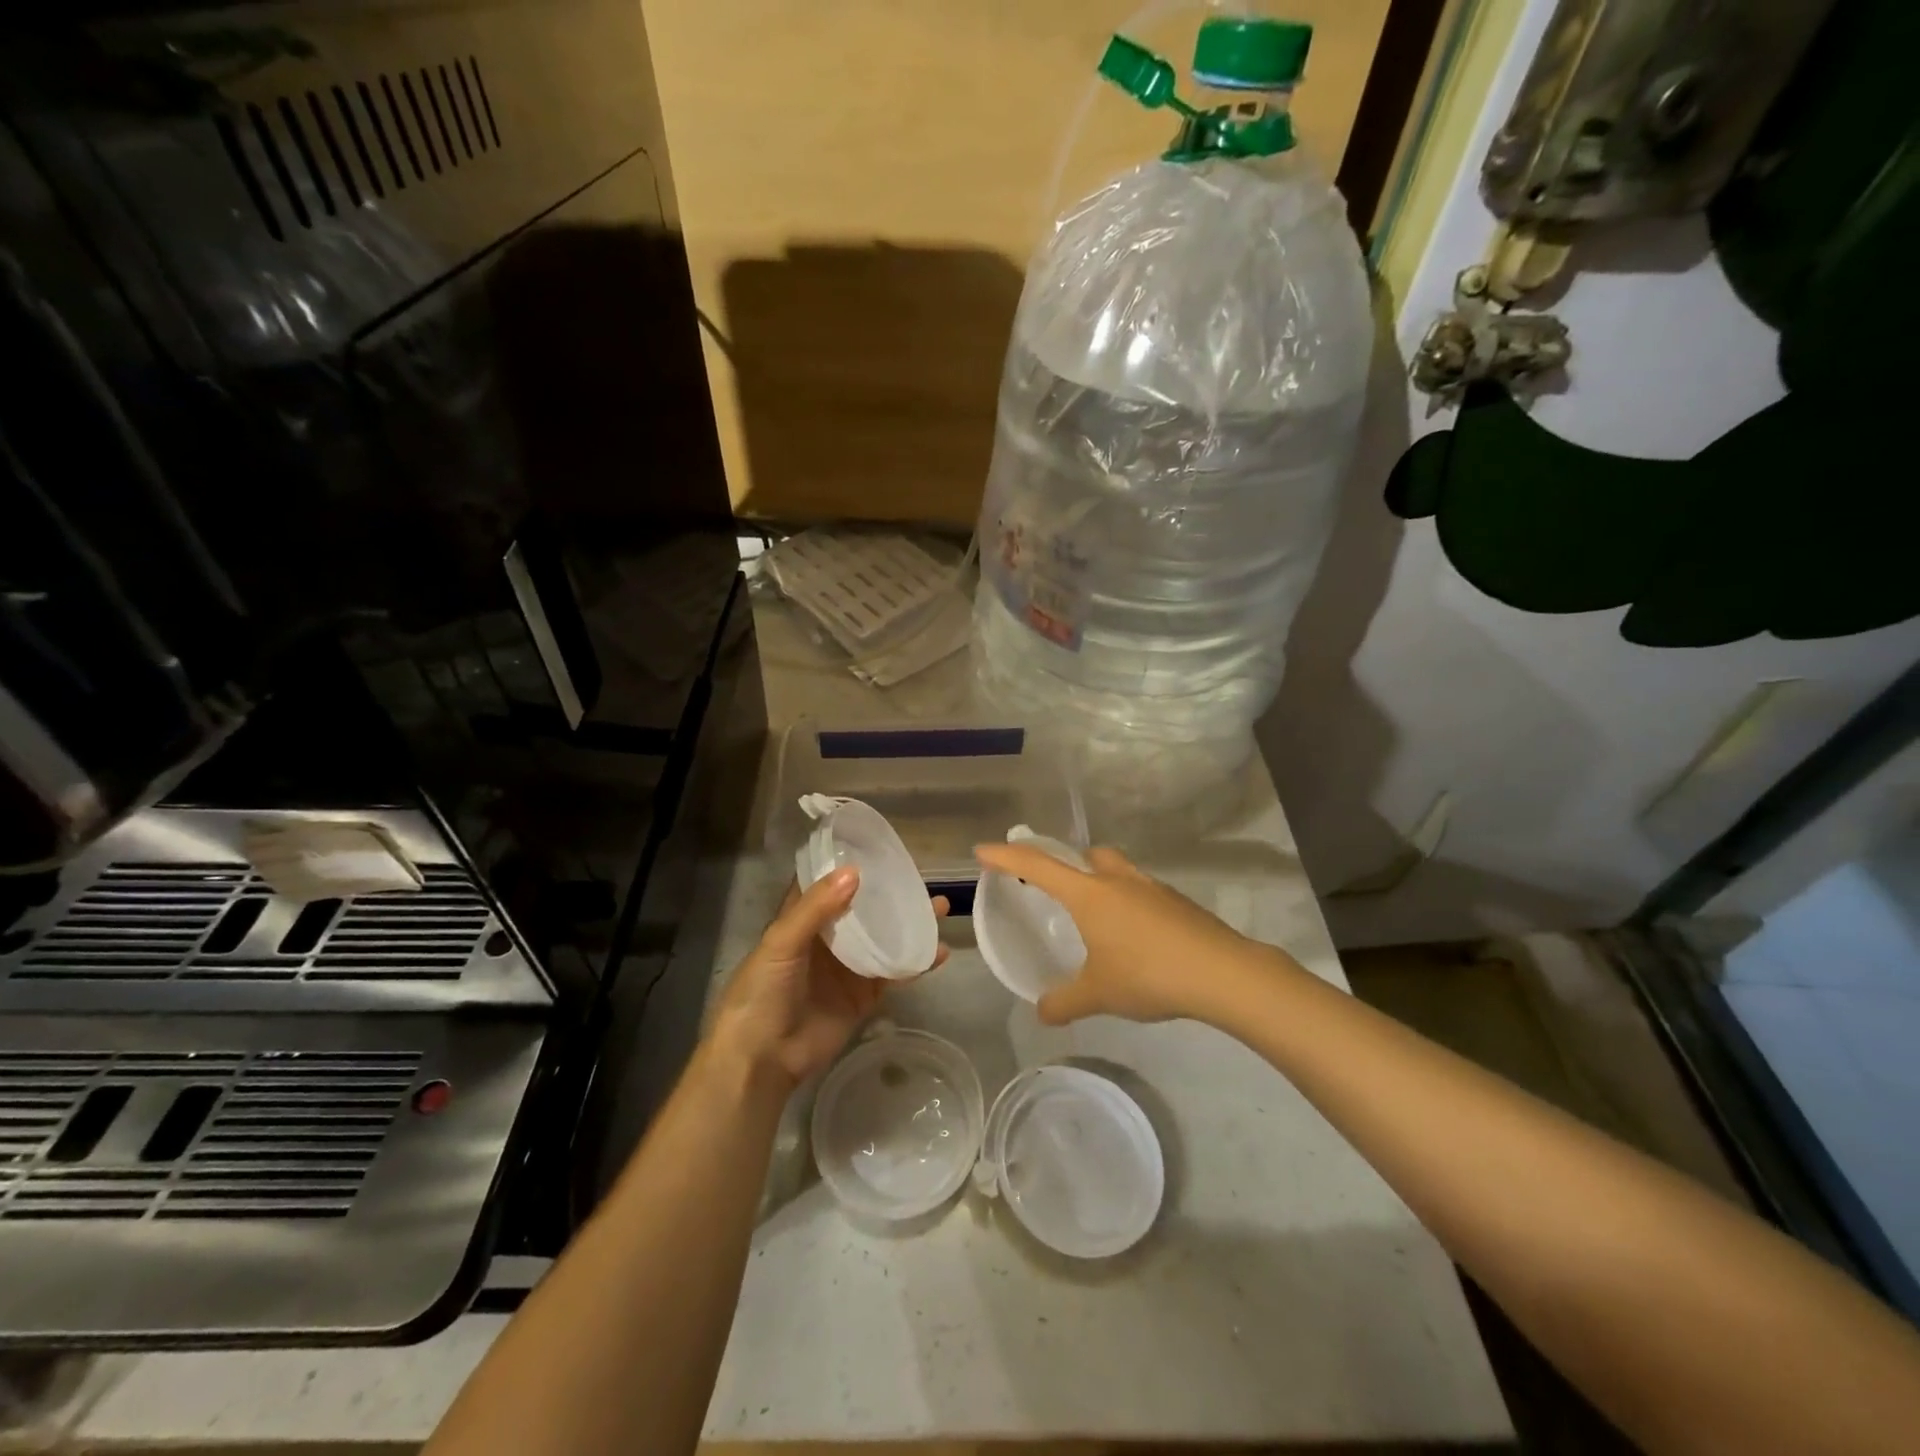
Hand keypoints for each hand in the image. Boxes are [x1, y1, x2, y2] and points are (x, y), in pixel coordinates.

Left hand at [708, 867, 949, 1089]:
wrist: (763, 1060)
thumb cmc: (762, 992)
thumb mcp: (781, 943)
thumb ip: (816, 908)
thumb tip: (855, 871)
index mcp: (802, 920)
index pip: (829, 884)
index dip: (851, 865)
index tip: (881, 848)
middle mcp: (828, 939)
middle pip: (865, 909)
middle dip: (891, 894)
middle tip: (922, 878)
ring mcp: (848, 968)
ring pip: (885, 938)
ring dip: (911, 924)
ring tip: (940, 907)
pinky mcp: (864, 996)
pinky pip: (894, 973)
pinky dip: (917, 963)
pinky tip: (939, 952)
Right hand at [973, 843, 1269, 1025]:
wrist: (1223, 973)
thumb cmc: (1149, 975)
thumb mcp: (1099, 994)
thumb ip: (1064, 1002)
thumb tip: (1042, 1013)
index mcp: (1090, 894)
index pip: (1038, 866)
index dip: (1007, 857)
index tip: (983, 851)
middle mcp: (1118, 880)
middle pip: (1087, 855)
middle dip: (1069, 864)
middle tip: (1059, 890)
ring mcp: (1152, 888)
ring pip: (1119, 871)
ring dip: (1103, 884)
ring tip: (1099, 921)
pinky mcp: (1178, 903)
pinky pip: (1143, 893)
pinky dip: (1131, 905)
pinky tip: (1136, 939)